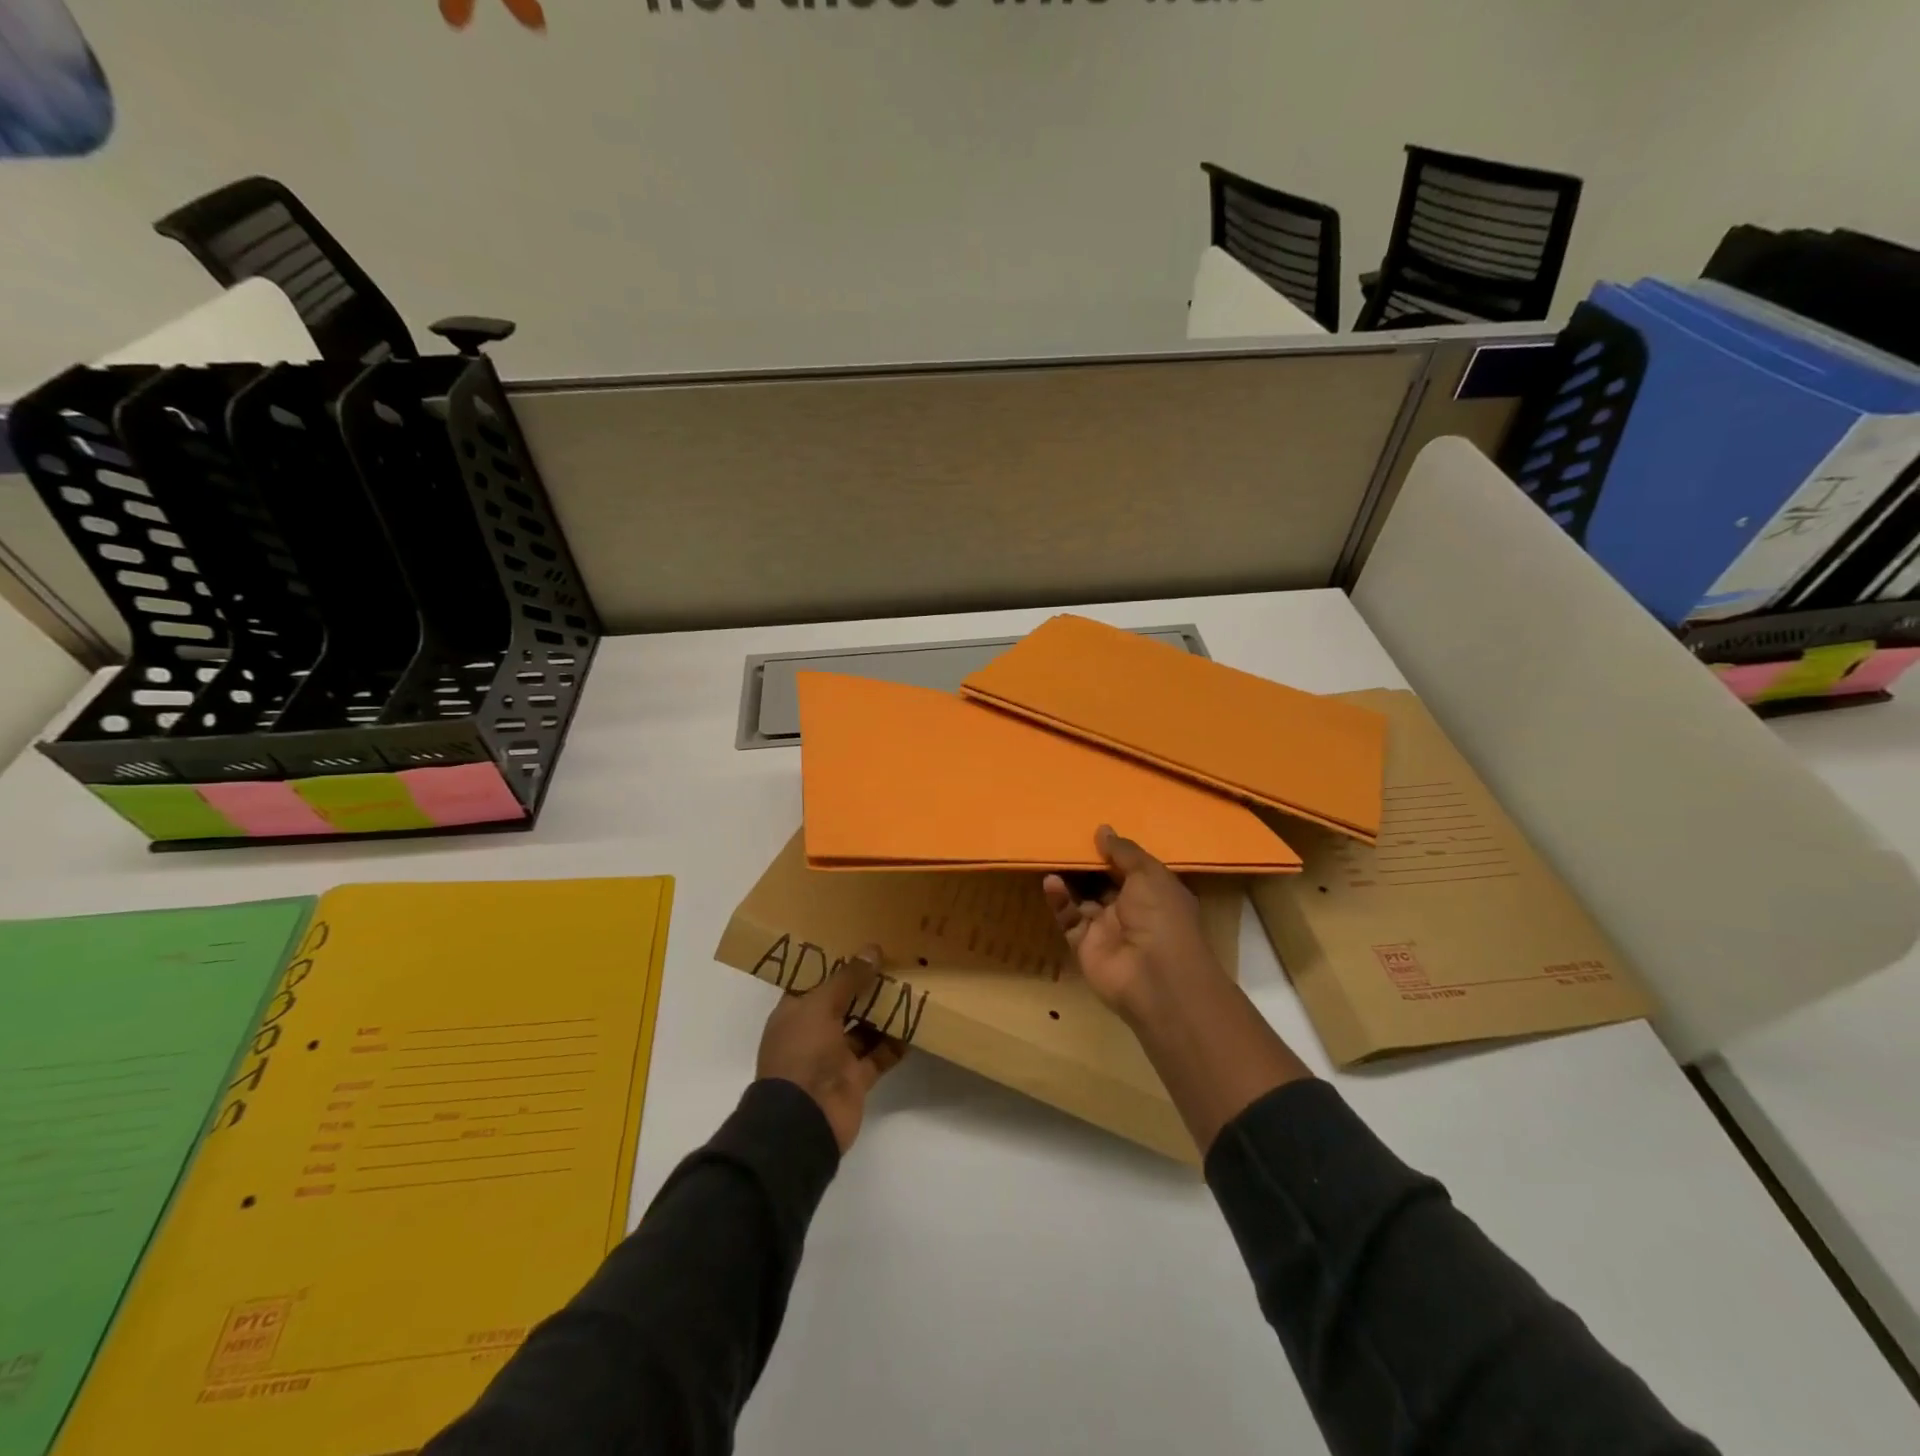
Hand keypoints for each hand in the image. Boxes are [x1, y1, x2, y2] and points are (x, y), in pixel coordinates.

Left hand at [757, 945, 906, 1153]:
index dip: (836, 965)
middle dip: (866, 986)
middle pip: (844, 1003)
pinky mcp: (856, 1078)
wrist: (803, 1120)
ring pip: (864, 1028)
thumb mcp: (820, 1006)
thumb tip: (873, 950)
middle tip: (895, 962)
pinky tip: (915, 1024)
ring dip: (884, 1012)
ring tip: (911, 987)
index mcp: (795, 1013)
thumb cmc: (802, 1053)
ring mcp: (835, 1057)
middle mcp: (813, 1032)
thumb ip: (848, 978)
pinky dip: (895, 1043)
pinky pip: (879, 1055)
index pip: (815, 982)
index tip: (862, 945)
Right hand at [1042, 825, 1230, 1024]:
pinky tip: (1050, 882)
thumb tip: (1103, 829)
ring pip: (1082, 898)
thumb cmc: (1161, 916)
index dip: (1112, 851)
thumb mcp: (1148, 874)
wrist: (1155, 976)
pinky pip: (1069, 917)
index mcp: (1154, 892)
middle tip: (1063, 840)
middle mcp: (1131, 910)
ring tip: (1051, 856)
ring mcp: (1107, 928)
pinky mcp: (1084, 944)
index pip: (1130, 868)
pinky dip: (1059, 900)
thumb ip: (1123, 851)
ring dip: (1069, 879)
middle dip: (1086, 864)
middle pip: (1103, 882)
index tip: (1090, 832)